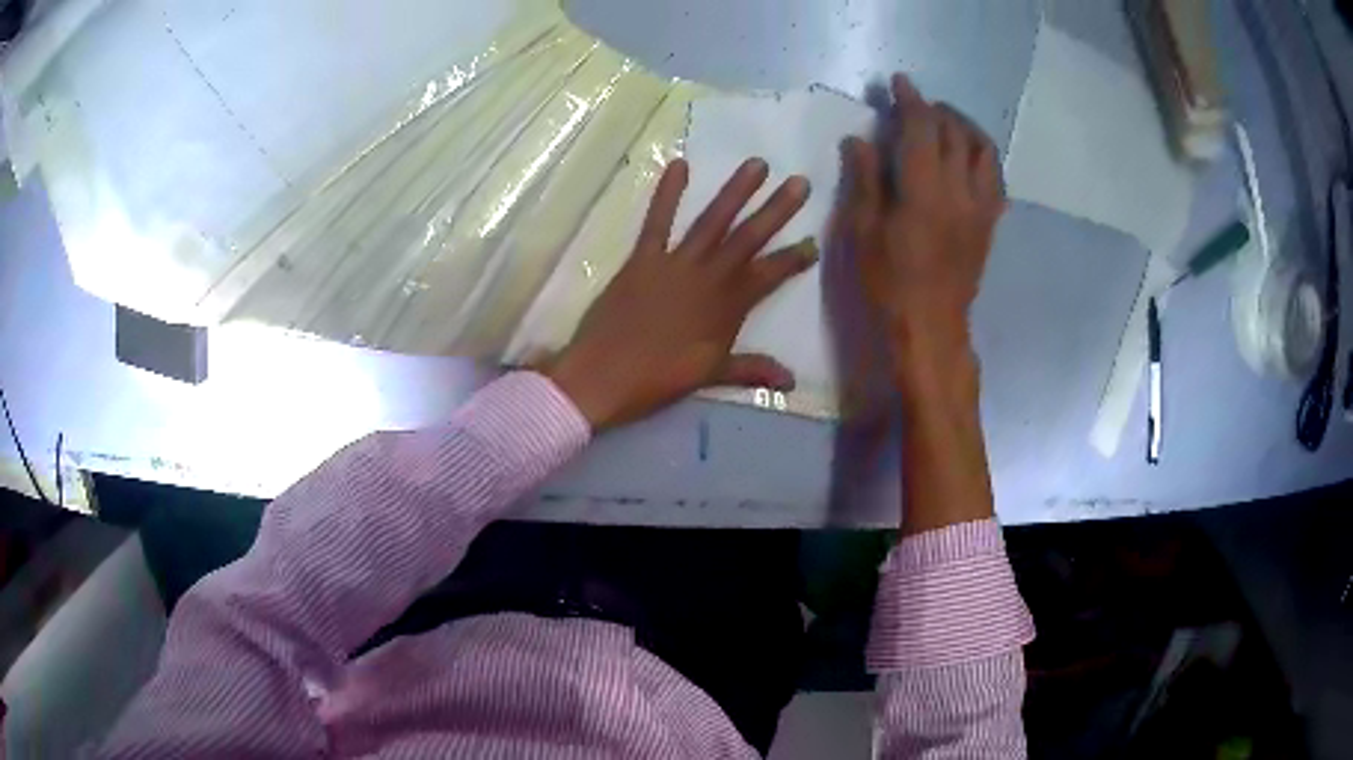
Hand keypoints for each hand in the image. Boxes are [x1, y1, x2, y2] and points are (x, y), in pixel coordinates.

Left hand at [546, 158, 817, 430]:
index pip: (769, 276)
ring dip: (736, 192)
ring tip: (757, 164)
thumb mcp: (708, 376)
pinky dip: (667, 193)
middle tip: (800, 182)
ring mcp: (674, 264)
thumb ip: (751, 370)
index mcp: (727, 308)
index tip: (814, 242)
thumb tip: (791, 381)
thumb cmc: (657, 380)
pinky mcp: (642, 259)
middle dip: (777, 210)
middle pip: (748, 238)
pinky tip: (680, 165)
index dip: (793, 259)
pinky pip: (657, 221)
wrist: (602, 377)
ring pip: (712, 222)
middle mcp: (707, 278)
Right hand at [843, 75, 1005, 395]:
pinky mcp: (990, 224)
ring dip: (965, 128)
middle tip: (916, 103)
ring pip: (983, 151)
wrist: (930, 328)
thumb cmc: (888, 282)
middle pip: (955, 133)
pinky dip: (982, 157)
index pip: (921, 128)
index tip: (899, 83)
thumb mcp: (863, 231)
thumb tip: (860, 139)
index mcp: (924, 190)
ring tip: (946, 124)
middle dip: (936, 110)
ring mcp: (981, 207)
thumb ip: (864, 179)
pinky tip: (968, 158)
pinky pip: (995, 178)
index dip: (910, 100)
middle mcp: (960, 190)